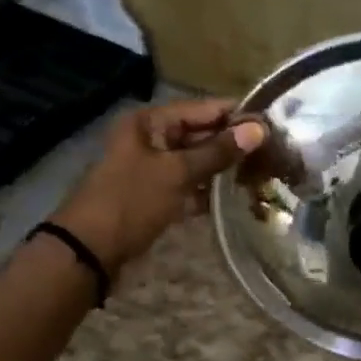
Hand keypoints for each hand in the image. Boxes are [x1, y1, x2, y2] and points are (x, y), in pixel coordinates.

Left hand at [54, 100, 266, 273]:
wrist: (89, 251)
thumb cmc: (131, 202)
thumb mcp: (176, 173)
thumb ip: (217, 152)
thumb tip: (258, 130)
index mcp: (149, 123)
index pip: (201, 109)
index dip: (234, 115)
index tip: (271, 123)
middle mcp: (149, 139)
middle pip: (198, 134)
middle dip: (231, 143)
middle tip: (272, 151)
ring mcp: (150, 169)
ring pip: (194, 162)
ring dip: (222, 168)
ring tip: (261, 173)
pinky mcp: (153, 196)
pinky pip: (186, 186)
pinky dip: (206, 190)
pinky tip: (235, 197)